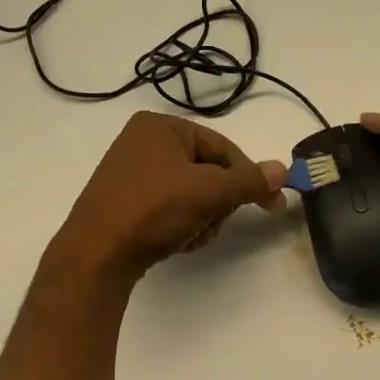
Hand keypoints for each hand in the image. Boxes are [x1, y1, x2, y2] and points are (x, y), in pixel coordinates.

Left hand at [51, 111, 287, 281]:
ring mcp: (130, 174)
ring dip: (201, 218)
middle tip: (214, 223)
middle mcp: (142, 143)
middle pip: (207, 172)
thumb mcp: (209, 192)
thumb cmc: (154, 209)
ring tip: (191, 236)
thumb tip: (283, 170)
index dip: (247, 176)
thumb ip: (249, 181)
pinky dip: (180, 225)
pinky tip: (175, 242)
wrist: (97, 253)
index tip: (270, 203)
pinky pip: (168, 209)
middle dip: (216, 203)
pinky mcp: (123, 204)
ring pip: (190, 194)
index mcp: (160, 126)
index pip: (221, 147)